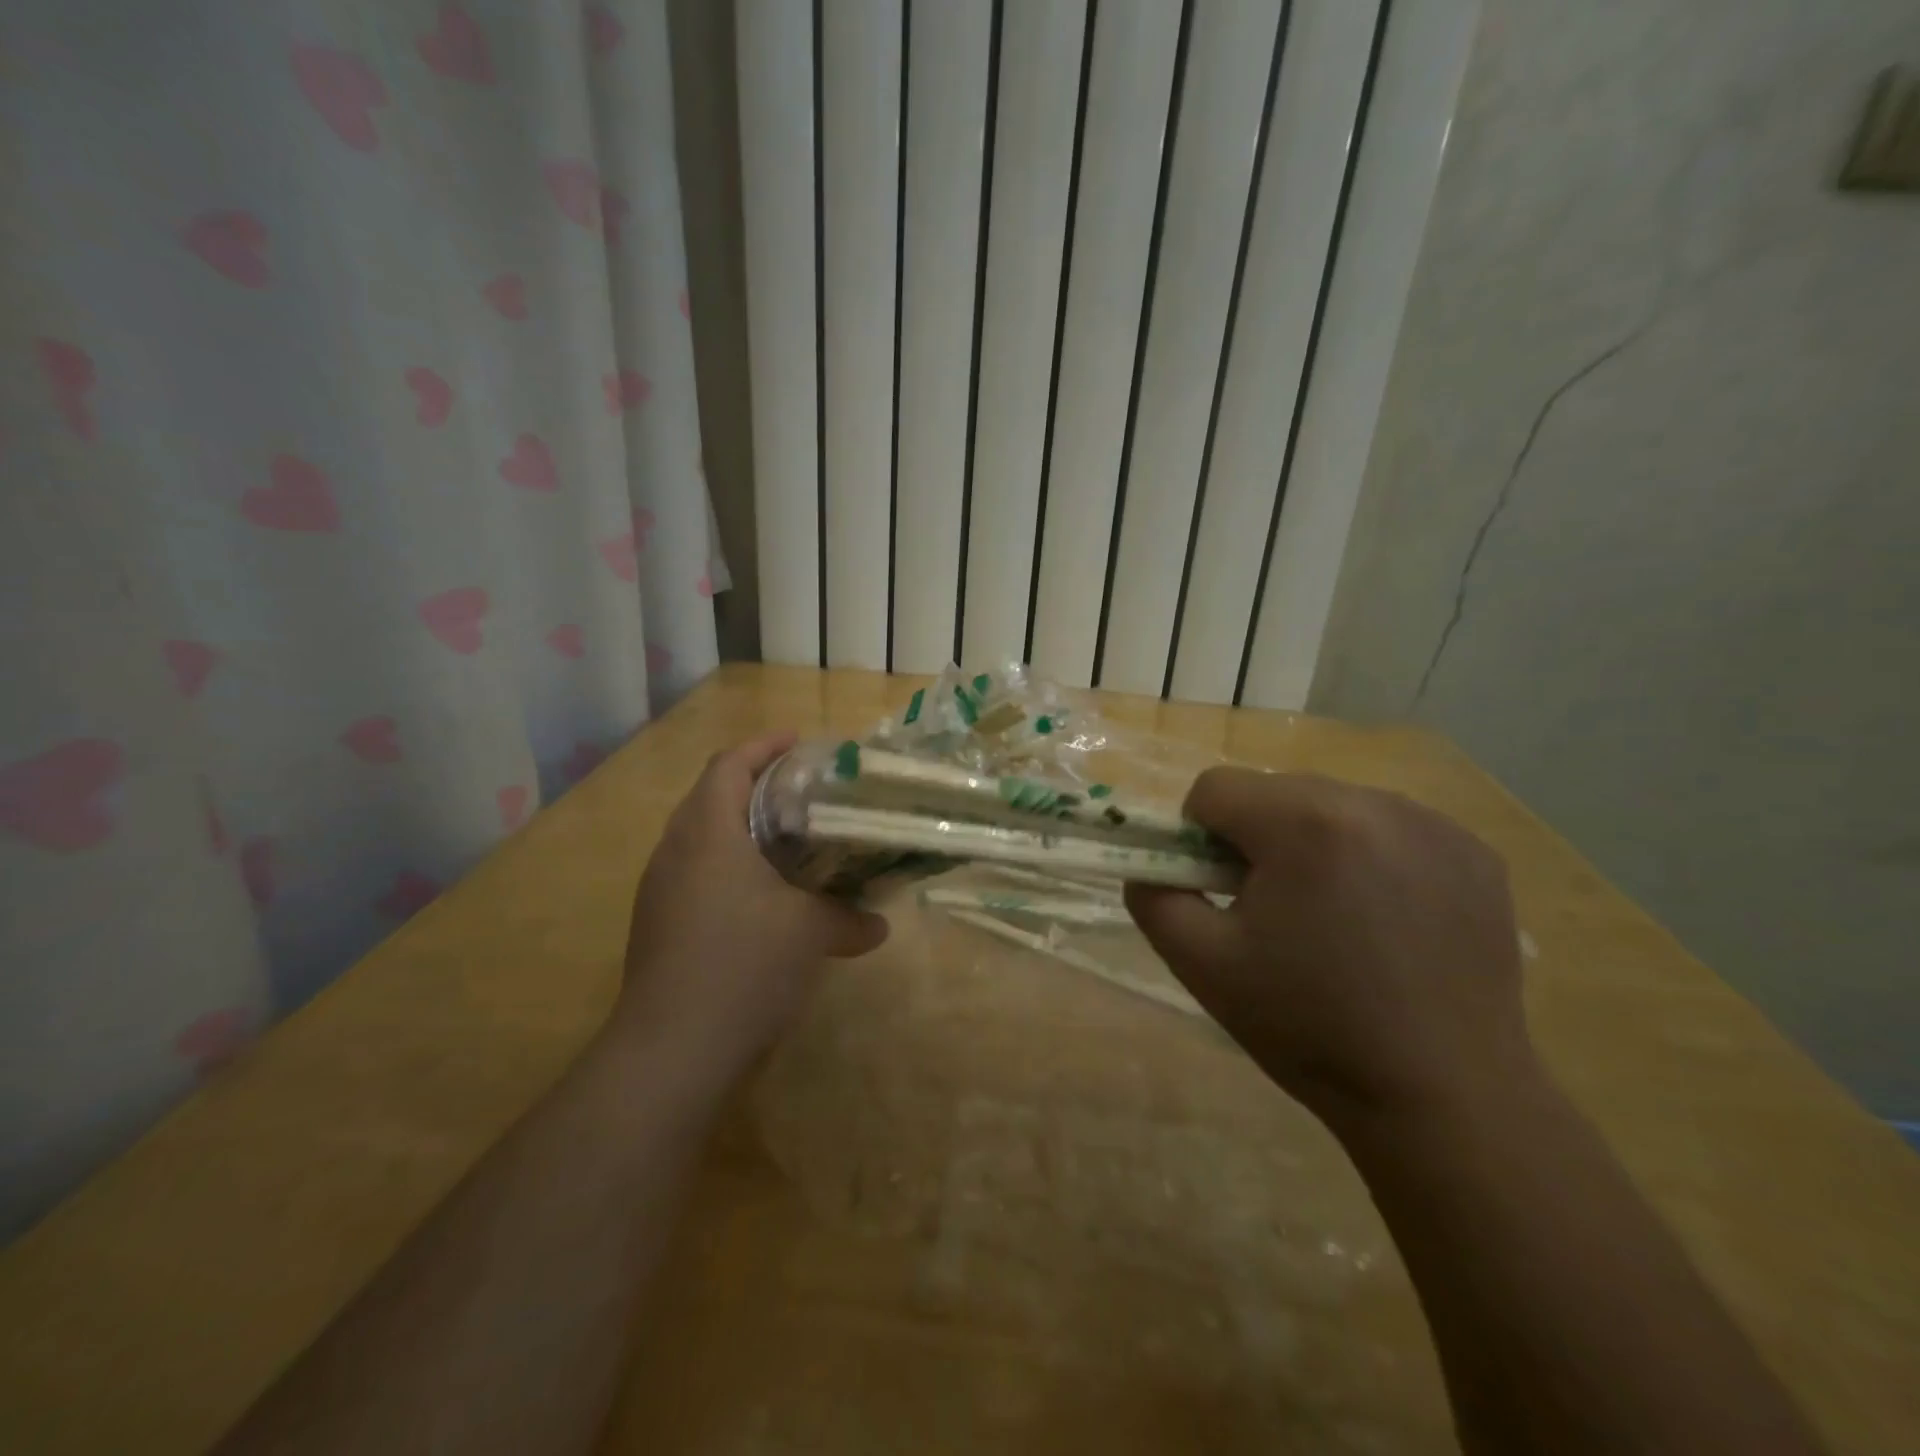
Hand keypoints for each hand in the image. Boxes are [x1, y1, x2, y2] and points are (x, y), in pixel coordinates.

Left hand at [612, 732, 888, 1092]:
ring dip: (741, 828)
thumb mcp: (810, 934)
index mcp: (708, 832)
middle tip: (803, 792)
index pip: (729, 764)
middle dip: (755, 784)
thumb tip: (878, 925)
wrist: (670, 1051)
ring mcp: (660, 889)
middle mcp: (675, 850)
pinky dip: (729, 866)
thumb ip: (849, 919)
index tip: (801, 744)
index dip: (764, 747)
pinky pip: (695, 873)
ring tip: (788, 840)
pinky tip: (762, 896)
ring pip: (701, 837)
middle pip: (712, 795)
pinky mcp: (657, 924)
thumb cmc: (744, 966)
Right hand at [1125, 769, 1533, 1127]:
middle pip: (1274, 792)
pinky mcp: (1474, 852)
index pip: (1214, 788)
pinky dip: (1370, 858)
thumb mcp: (1201, 964)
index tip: (1220, 893)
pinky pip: (1390, 829)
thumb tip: (1150, 864)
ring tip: (1334, 920)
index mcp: (1304, 823)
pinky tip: (1387, 922)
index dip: (1198, 839)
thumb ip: (1153, 896)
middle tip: (1274, 912)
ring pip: (1331, 806)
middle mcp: (1373, 802)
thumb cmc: (1309, 1027)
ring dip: (1312, 844)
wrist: (1444, 1098)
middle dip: (1257, 839)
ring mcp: (1434, 824)